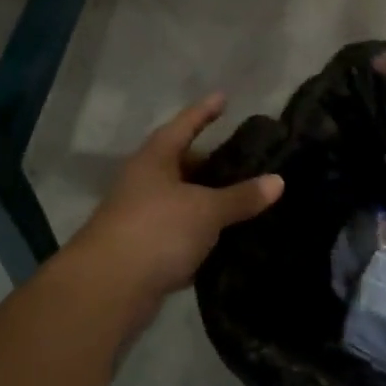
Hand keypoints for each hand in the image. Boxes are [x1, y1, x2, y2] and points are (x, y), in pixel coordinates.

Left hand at [62, 95, 283, 322]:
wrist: (107, 289)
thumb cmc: (157, 230)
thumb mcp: (206, 210)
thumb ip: (241, 196)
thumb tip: (278, 181)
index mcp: (155, 159)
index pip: (185, 125)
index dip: (205, 111)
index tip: (223, 97)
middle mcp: (145, 182)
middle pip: (183, 164)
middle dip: (211, 163)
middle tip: (246, 160)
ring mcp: (142, 217)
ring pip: (183, 201)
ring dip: (208, 202)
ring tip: (245, 200)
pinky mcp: (144, 250)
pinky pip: (180, 234)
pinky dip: (201, 235)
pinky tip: (227, 240)